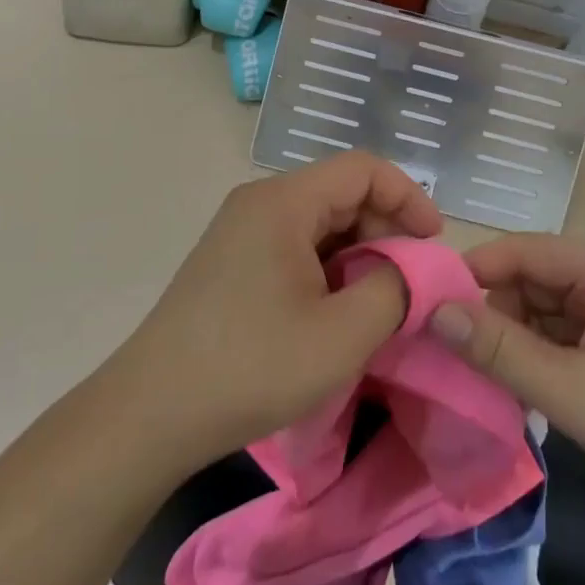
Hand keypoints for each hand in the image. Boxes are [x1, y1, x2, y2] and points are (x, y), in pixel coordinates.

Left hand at [104, 152, 442, 467]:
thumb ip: (394, 291)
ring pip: (320, 224)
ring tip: (379, 304)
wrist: (149, 415)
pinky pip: (296, 247)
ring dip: (358, 255)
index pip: (363, 169)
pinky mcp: (233, 262)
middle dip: (385, 231)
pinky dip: (329, 270)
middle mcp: (260, 203)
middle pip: (341, 194)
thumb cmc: (250, 367)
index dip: (408, 197)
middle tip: (410, 284)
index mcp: (283, 202)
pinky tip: (338, 313)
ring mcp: (242, 232)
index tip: (434, 242)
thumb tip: (416, 271)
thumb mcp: (341, 335)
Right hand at [430, 235, 584, 524]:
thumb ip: (502, 352)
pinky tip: (521, 390)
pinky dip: (540, 357)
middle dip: (494, 312)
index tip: (432, 301)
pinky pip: (566, 338)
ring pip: (546, 312)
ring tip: (483, 376)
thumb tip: (438, 314)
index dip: (477, 269)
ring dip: (516, 339)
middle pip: (533, 280)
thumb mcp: (573, 390)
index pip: (524, 250)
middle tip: (457, 353)